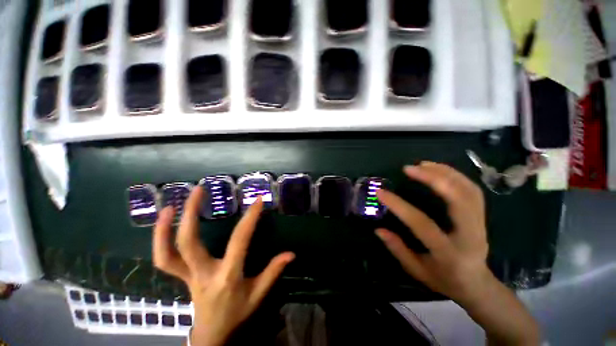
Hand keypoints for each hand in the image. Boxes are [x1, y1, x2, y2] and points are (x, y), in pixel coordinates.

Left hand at [153, 187, 294, 345]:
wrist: (211, 334)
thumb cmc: (236, 313)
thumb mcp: (258, 294)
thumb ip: (273, 272)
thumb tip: (291, 254)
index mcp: (228, 276)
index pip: (239, 241)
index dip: (249, 218)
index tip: (257, 200)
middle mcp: (203, 273)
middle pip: (189, 243)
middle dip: (192, 214)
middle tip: (199, 189)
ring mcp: (187, 275)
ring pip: (168, 252)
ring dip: (166, 227)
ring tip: (170, 204)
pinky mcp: (180, 276)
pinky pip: (164, 258)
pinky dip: (159, 239)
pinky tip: (165, 221)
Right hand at [377, 163, 540, 344]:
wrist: (477, 285)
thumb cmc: (444, 280)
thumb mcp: (417, 271)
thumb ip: (398, 249)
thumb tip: (378, 229)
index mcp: (450, 254)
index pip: (422, 224)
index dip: (399, 206)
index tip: (381, 192)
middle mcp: (470, 236)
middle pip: (459, 200)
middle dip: (434, 179)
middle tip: (410, 168)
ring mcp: (480, 224)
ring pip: (469, 191)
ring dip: (446, 172)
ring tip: (422, 164)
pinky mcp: (482, 217)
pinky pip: (473, 190)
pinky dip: (456, 175)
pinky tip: (439, 169)